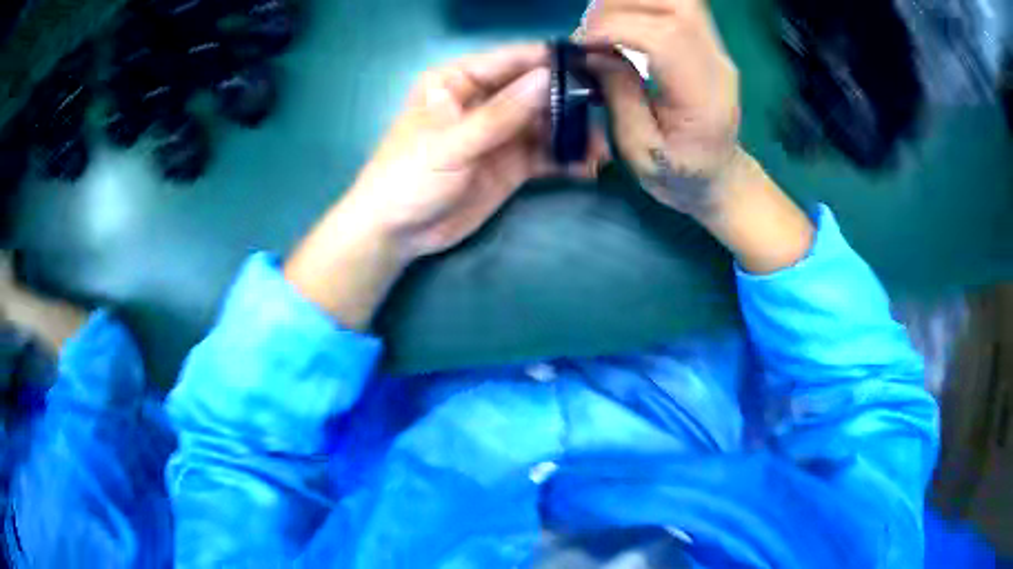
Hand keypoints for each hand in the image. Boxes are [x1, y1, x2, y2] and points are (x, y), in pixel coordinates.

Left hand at [339, 43, 605, 259]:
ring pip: (546, 124)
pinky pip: (545, 155)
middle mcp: (483, 100)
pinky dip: (566, 160)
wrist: (397, 232)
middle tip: (608, 111)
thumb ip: (501, 114)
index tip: (591, 62)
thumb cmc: (409, 178)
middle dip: (571, 100)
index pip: (512, 60)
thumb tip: (547, 78)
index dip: (550, 59)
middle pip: (536, 90)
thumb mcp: (452, 143)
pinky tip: (588, 168)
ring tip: (602, 149)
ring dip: (574, 134)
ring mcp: (500, 133)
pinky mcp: (511, 164)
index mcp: (458, 81)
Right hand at [580, 0, 741, 218]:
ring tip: (602, 23)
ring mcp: (716, 49)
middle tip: (590, 30)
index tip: (583, 44)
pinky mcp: (707, 42)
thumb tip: (594, 52)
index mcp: (703, 98)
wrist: (718, 177)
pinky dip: (642, 5)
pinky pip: (677, 6)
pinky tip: (621, 20)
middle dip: (621, 6)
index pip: (666, 37)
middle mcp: (716, 64)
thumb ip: (619, 97)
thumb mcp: (639, 150)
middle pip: (676, 6)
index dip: (616, 28)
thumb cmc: (678, 174)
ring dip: (631, 2)